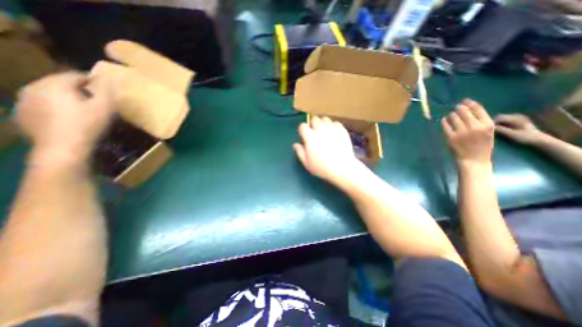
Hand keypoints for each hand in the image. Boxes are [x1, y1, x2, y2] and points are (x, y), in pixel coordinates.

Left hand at [14, 71, 114, 163]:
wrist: (62, 148)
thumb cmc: (87, 125)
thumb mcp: (104, 108)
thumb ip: (106, 91)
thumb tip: (108, 79)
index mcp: (55, 84)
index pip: (75, 75)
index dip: (91, 81)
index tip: (103, 90)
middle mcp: (33, 87)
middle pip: (58, 83)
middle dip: (76, 89)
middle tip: (92, 101)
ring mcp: (22, 101)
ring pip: (47, 93)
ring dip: (63, 98)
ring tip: (78, 109)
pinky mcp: (20, 114)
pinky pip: (39, 105)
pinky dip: (51, 108)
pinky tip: (63, 118)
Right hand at [296, 116, 362, 183]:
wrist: (342, 168)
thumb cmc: (322, 168)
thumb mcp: (307, 163)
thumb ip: (300, 152)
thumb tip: (295, 145)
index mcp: (310, 137)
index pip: (302, 126)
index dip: (302, 130)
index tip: (304, 135)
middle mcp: (320, 130)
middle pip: (314, 119)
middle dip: (312, 124)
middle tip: (314, 132)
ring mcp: (332, 129)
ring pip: (325, 119)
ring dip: (323, 123)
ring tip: (324, 131)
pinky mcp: (342, 130)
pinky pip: (336, 123)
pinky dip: (333, 126)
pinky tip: (334, 133)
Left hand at [445, 98, 492, 165]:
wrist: (474, 160)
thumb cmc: (482, 146)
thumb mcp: (488, 132)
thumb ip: (481, 122)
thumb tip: (469, 111)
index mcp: (487, 125)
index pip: (478, 109)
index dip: (470, 103)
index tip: (464, 101)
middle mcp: (474, 127)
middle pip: (464, 112)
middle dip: (459, 108)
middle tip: (456, 107)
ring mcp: (461, 132)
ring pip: (453, 117)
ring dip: (451, 114)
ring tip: (451, 115)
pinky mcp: (451, 137)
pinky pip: (445, 126)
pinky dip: (444, 121)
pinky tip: (444, 120)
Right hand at [493, 115, 543, 144]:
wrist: (539, 139)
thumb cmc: (526, 137)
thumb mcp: (512, 134)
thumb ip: (501, 130)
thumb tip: (490, 127)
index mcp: (516, 118)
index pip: (499, 117)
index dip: (491, 122)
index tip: (487, 129)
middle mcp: (517, 116)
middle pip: (500, 117)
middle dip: (494, 123)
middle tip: (490, 130)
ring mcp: (518, 117)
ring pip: (502, 118)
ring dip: (497, 123)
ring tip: (494, 130)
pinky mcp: (518, 120)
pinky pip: (505, 120)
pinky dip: (501, 123)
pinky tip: (500, 128)